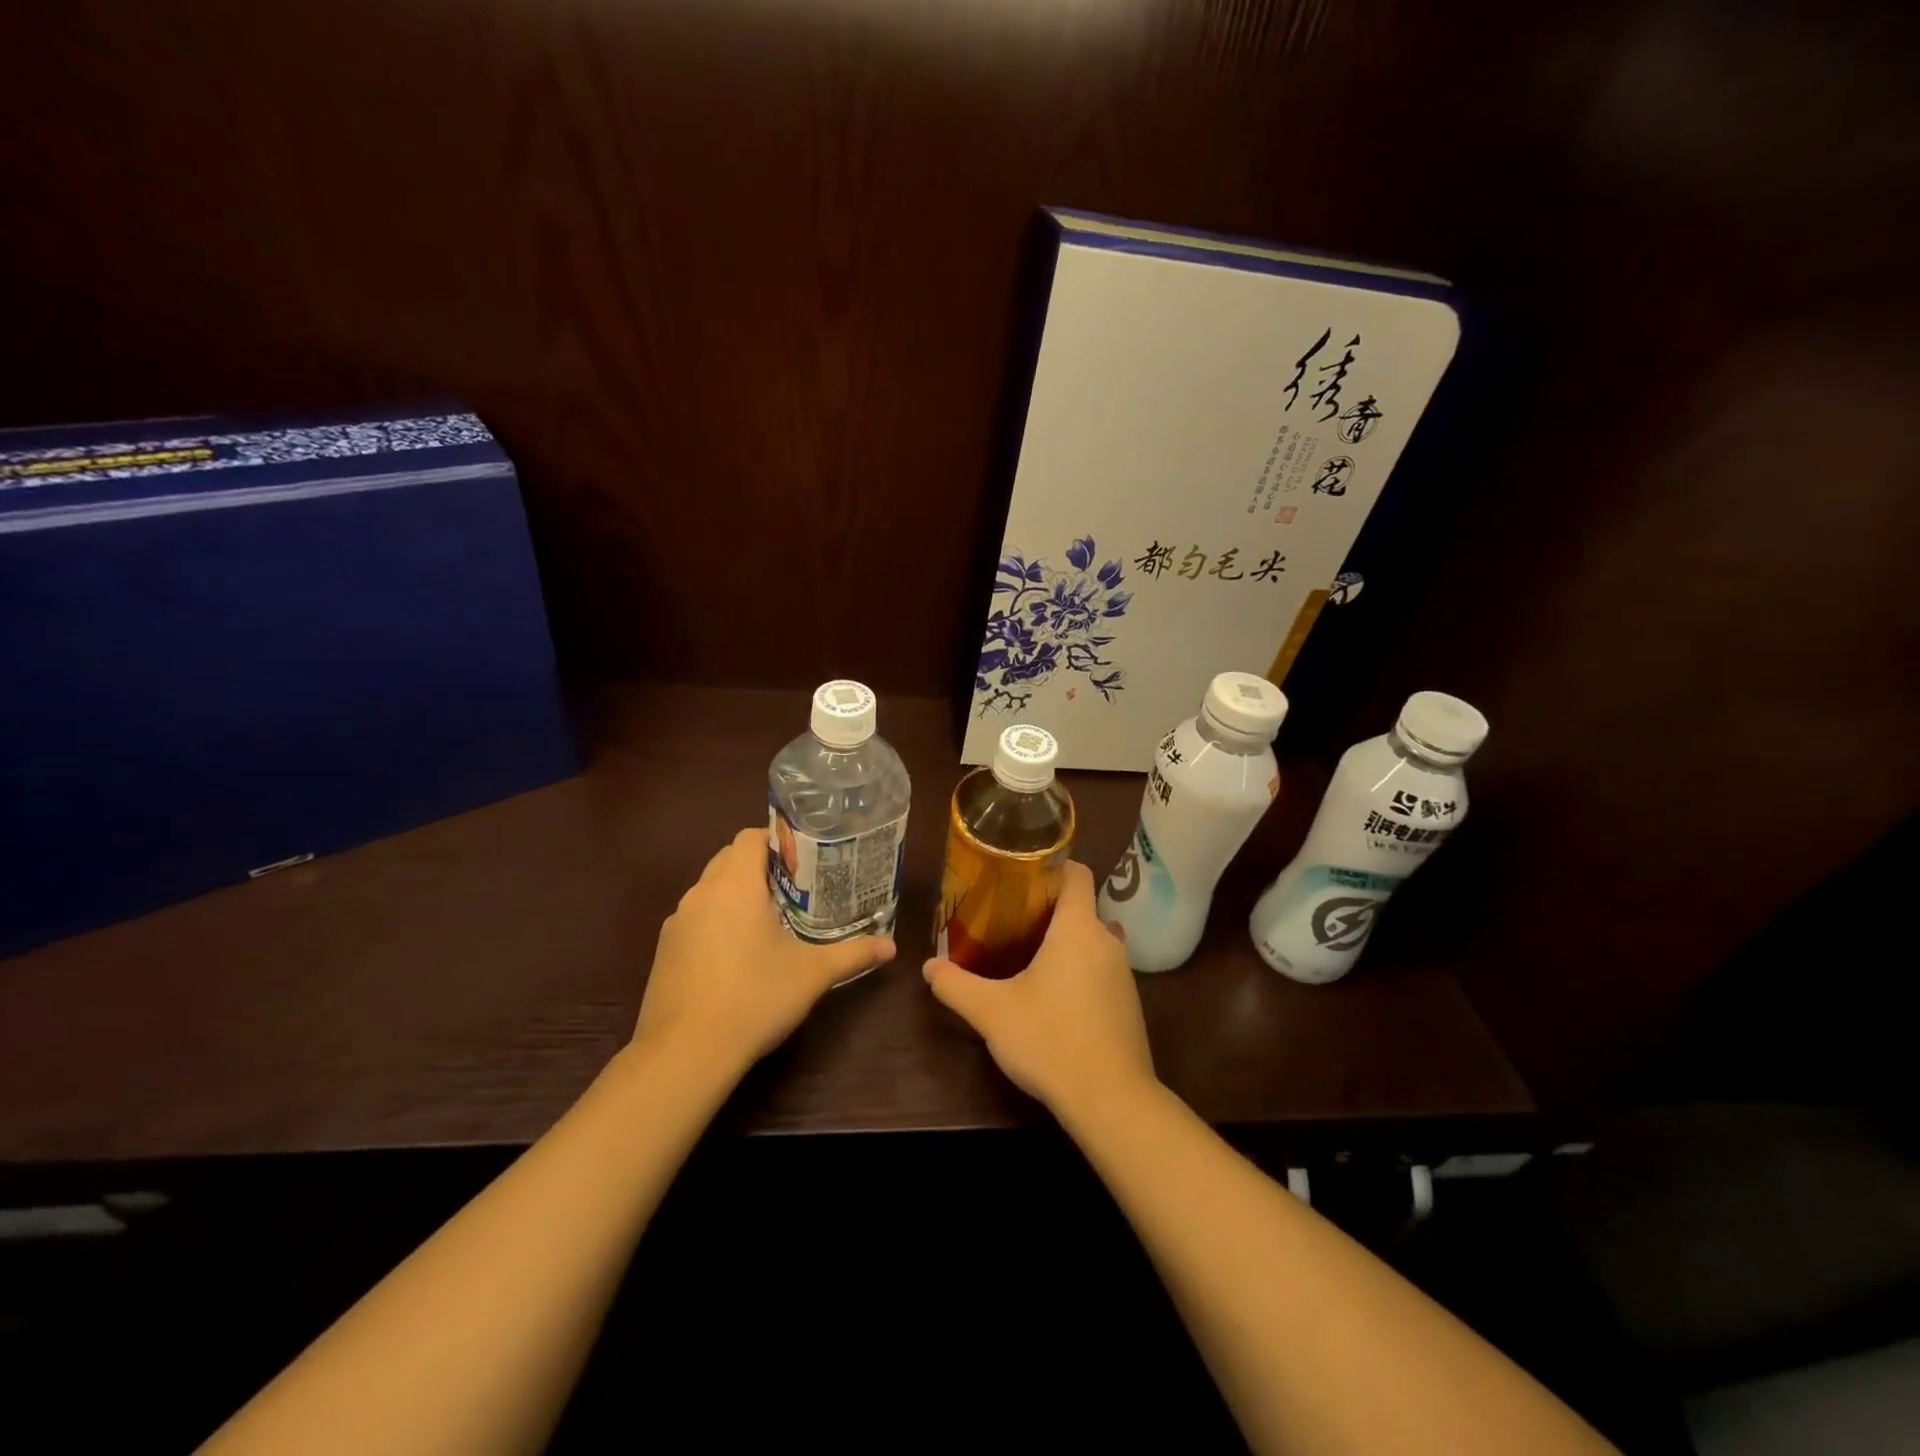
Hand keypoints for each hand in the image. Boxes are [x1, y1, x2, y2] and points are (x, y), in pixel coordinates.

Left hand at [631, 827, 895, 1077]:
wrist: (685, 1053)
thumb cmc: (754, 998)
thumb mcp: (812, 974)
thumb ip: (853, 954)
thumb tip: (891, 947)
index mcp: (734, 886)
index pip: (750, 837)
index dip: (778, 841)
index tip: (805, 861)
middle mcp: (700, 894)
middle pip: (728, 858)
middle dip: (760, 866)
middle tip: (795, 889)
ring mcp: (677, 923)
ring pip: (709, 890)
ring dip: (736, 894)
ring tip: (769, 920)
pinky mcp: (664, 951)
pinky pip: (695, 919)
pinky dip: (716, 922)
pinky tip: (737, 956)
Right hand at [923, 861, 1154, 1119]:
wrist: (1112, 1101)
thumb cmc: (1050, 1040)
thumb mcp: (992, 1013)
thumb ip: (957, 986)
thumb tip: (929, 967)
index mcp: (1078, 928)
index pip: (1077, 873)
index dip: (1052, 865)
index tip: (1021, 876)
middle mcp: (1107, 941)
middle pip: (1082, 906)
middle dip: (1049, 907)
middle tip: (1010, 918)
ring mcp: (1123, 973)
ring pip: (1093, 939)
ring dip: (1066, 940)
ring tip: (1029, 953)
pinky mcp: (1129, 1003)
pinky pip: (1102, 968)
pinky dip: (1081, 968)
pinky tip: (1055, 994)